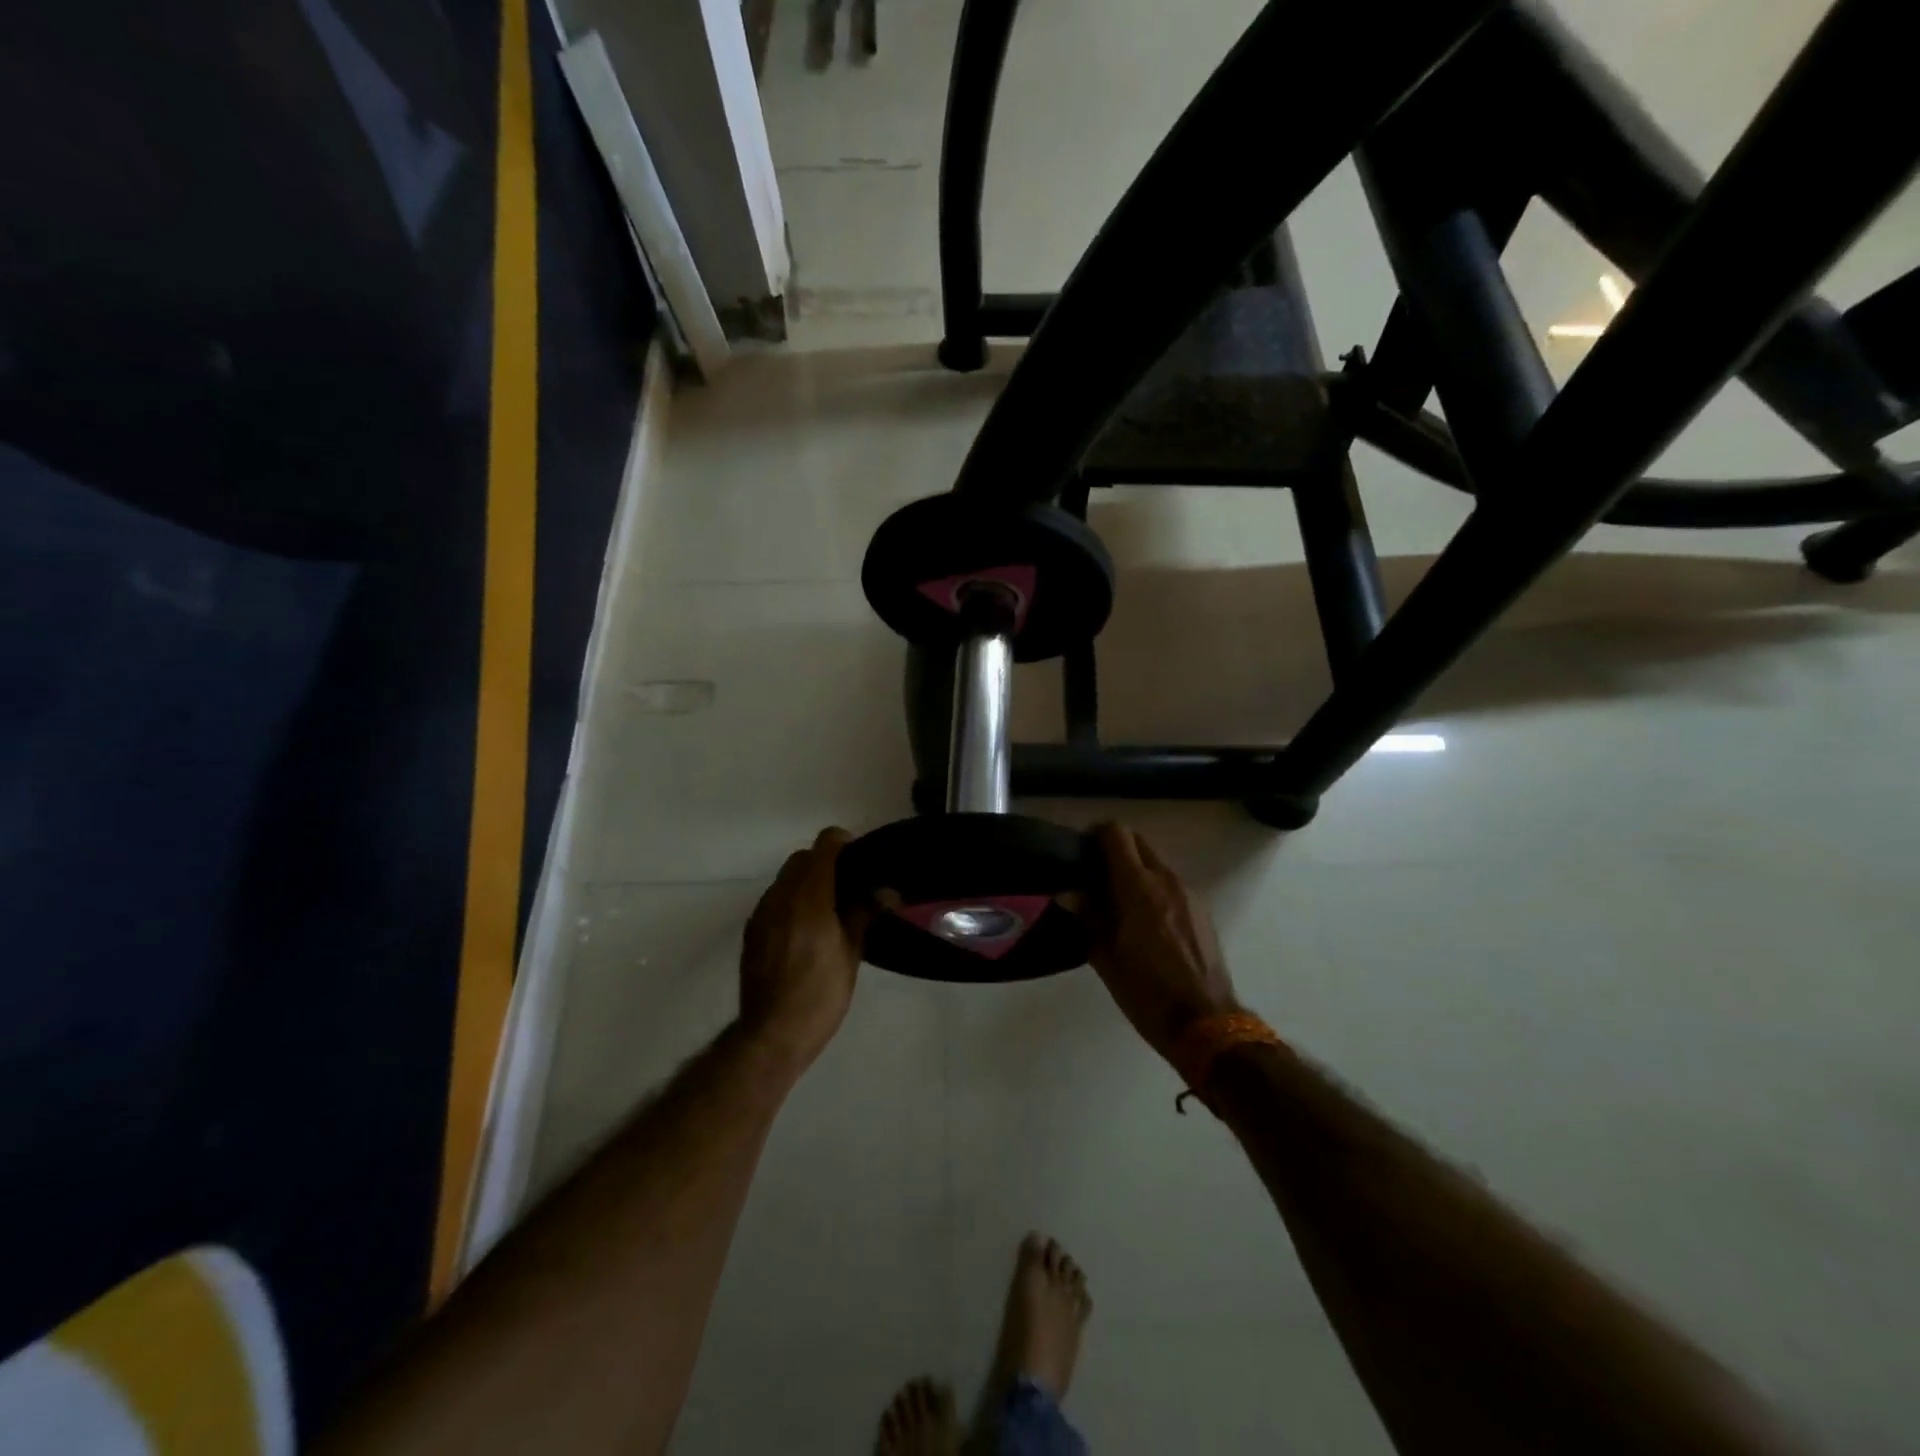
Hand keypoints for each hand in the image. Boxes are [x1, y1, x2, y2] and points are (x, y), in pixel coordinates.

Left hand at [738, 827, 867, 1074]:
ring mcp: (762, 912)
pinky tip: (807, 930)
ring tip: (829, 910)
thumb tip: (887, 890)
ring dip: (806, 882)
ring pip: (785, 878)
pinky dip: (791, 901)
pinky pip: (774, 900)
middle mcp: (781, 896)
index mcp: (809, 897)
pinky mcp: (752, 930)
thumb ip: (864, 913)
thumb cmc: (820, 994)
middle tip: (849, 887)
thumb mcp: (851, 953)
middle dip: (825, 863)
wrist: (772, 1034)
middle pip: (802, 858)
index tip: (861, 860)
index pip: (824, 845)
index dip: (844, 844)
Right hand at [1087, 823, 1241, 1065]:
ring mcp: (1189, 893)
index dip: (1095, 836)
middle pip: (1138, 842)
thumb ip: (1088, 917)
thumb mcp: (1106, 958)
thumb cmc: (1147, 992)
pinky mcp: (1202, 910)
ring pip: (1156, 864)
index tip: (1080, 854)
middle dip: (1114, 850)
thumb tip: (1067, 893)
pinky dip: (1153, 889)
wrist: (1207, 1024)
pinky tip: (1144, 923)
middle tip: (1094, 878)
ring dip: (1135, 871)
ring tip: (1117, 904)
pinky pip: (1171, 885)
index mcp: (1139, 887)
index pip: (1116, 834)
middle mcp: (1167, 880)